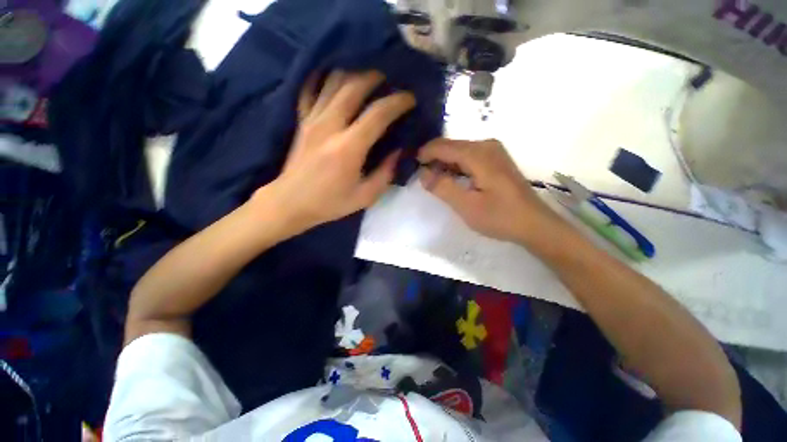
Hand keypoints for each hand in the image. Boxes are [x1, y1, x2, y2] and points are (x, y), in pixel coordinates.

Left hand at [256, 70, 415, 231]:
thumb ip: (385, 173)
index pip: (378, 114)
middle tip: (388, 82)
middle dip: (375, 78)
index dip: (398, 102)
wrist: (291, 202)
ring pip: (333, 82)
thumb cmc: (330, 203)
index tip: (409, 99)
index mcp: (349, 148)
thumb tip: (398, 152)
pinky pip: (310, 89)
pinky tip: (334, 80)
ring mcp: (312, 120)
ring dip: (352, 75)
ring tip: (366, 80)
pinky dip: (323, 79)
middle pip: (354, 86)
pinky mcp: (301, 121)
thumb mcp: (365, 196)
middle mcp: (330, 126)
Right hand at [418, 138, 559, 242]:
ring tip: (430, 178)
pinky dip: (454, 166)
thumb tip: (422, 173)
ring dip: (443, 163)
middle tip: (418, 174)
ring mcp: (493, 152)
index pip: (443, 146)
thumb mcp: (466, 205)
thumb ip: (442, 187)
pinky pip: (468, 157)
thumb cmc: (499, 217)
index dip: (424, 153)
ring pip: (458, 151)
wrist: (533, 224)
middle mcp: (486, 145)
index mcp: (478, 154)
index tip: (410, 164)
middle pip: (450, 146)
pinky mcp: (495, 161)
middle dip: (432, 158)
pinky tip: (448, 178)